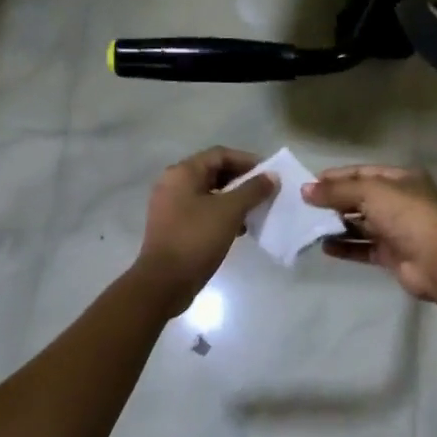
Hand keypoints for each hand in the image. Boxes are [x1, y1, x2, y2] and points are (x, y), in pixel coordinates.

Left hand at [135, 147, 276, 315]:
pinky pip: (202, 212)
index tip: (269, 174)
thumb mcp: (230, 211)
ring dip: (234, 199)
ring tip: (256, 211)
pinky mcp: (174, 227)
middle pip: (213, 172)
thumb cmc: (197, 238)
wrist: (165, 281)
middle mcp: (173, 184)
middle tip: (265, 192)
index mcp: (182, 173)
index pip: (220, 154)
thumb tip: (272, 177)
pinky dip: (222, 215)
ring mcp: (171, 207)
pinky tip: (240, 229)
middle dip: (241, 181)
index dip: (247, 161)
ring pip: (209, 194)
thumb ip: (253, 190)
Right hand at [303, 165, 436, 301]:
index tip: (309, 185)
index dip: (336, 177)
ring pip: (360, 225)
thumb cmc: (407, 215)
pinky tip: (325, 247)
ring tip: (310, 228)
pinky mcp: (391, 255)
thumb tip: (305, 190)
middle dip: (334, 202)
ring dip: (337, 226)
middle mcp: (399, 202)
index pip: (362, 173)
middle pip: (360, 199)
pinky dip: (345, 247)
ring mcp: (396, 230)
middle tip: (304, 208)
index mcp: (400, 179)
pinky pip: (363, 248)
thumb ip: (337, 191)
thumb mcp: (370, 192)